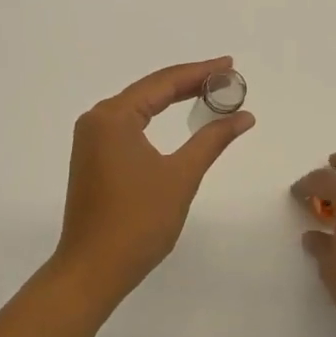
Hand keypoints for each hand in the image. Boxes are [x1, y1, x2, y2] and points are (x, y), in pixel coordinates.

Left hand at [52, 57, 255, 308]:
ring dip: (172, 99)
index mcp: (113, 116)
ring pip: (139, 107)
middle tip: (226, 77)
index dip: (199, 72)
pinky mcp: (93, 157)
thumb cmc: (138, 222)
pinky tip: (177, 117)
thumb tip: (244, 116)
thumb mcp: (181, 176)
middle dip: (188, 82)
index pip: (163, 82)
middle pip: (150, 90)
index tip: (230, 65)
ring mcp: (92, 139)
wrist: (92, 271)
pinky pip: (130, 125)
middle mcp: (97, 119)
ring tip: (209, 92)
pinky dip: (156, 118)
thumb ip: (212, 139)